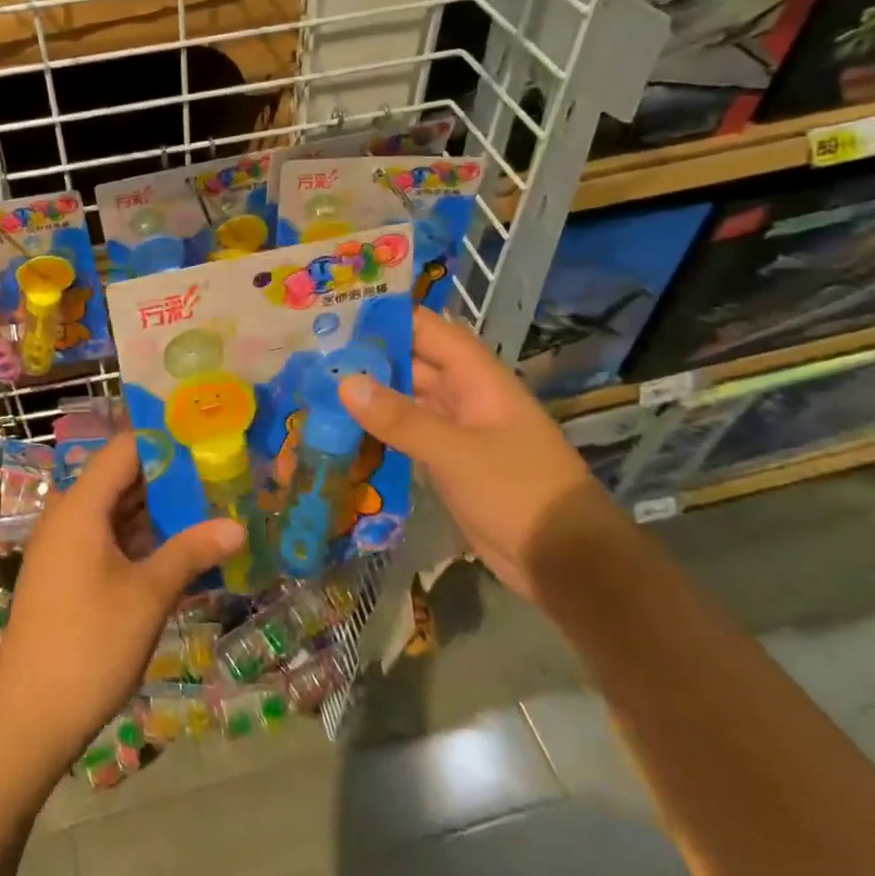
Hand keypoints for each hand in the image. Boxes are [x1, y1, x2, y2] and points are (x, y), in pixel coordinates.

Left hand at [0, 435, 243, 772]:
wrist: (28, 716)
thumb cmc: (90, 644)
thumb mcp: (149, 595)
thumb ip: (192, 552)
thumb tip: (238, 526)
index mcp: (81, 505)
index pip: (127, 449)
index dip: (168, 442)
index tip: (210, 442)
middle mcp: (69, 515)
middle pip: (123, 478)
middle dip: (172, 479)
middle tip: (222, 478)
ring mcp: (65, 546)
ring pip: (118, 511)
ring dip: (160, 512)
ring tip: (212, 510)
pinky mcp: (67, 573)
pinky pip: (109, 539)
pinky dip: (142, 540)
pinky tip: (181, 552)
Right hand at [340, 308, 626, 601]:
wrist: (565, 562)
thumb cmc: (519, 492)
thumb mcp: (456, 452)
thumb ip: (400, 417)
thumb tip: (345, 382)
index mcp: (476, 377)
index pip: (426, 329)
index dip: (384, 316)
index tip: (334, 313)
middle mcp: (463, 395)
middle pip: (409, 363)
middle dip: (365, 357)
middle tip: (309, 354)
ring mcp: (454, 429)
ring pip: (404, 399)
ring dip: (368, 395)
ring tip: (314, 386)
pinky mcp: (445, 461)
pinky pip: (405, 434)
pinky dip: (377, 430)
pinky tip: (339, 430)